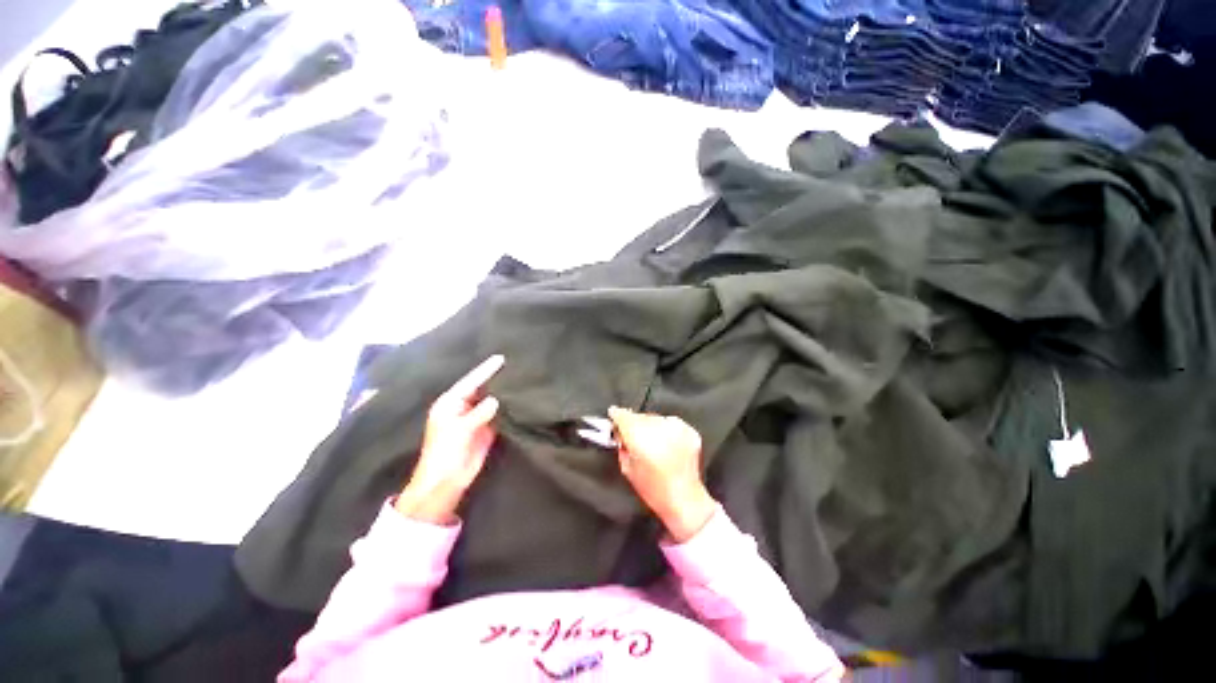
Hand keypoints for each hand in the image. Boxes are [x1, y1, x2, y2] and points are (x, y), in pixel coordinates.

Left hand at [397, 355, 504, 524]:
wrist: (445, 482)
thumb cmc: (444, 453)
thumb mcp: (459, 430)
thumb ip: (479, 413)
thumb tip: (497, 399)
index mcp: (450, 403)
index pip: (471, 382)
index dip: (485, 370)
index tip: (500, 358)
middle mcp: (463, 408)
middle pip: (482, 389)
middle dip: (496, 379)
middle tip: (515, 365)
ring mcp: (476, 419)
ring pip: (492, 401)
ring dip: (504, 393)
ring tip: (521, 379)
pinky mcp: (486, 430)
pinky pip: (498, 415)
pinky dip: (507, 408)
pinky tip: (520, 400)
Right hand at [608, 406, 715, 542]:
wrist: (685, 500)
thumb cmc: (653, 489)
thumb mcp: (627, 469)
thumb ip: (622, 445)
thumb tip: (620, 432)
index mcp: (640, 436)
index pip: (624, 416)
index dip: (617, 415)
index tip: (613, 414)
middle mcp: (658, 428)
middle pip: (640, 416)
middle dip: (634, 422)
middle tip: (632, 435)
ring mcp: (676, 428)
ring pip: (656, 418)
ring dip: (651, 425)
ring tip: (651, 443)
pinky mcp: (689, 431)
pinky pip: (671, 423)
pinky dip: (666, 429)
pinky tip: (665, 444)